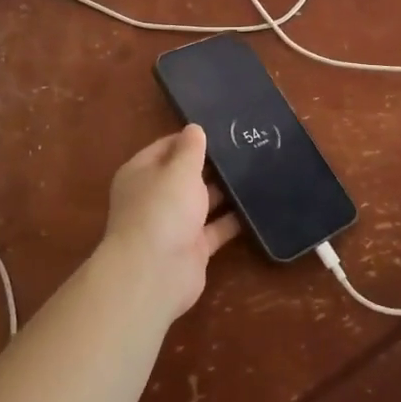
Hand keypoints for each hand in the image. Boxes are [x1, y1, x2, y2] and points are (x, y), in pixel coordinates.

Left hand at [97, 125, 241, 320]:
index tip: (222, 129)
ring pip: (203, 202)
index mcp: (141, 173)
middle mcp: (155, 197)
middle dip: (212, 165)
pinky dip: (234, 220)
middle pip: (186, 175)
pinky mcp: (193, 248)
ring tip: (257, 172)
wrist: (155, 273)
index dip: (191, 138)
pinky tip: (259, 205)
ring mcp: (174, 224)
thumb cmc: (162, 209)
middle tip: (247, 148)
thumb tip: (194, 128)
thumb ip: (190, 149)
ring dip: (226, 192)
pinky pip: (217, 228)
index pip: (166, 147)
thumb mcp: (179, 170)